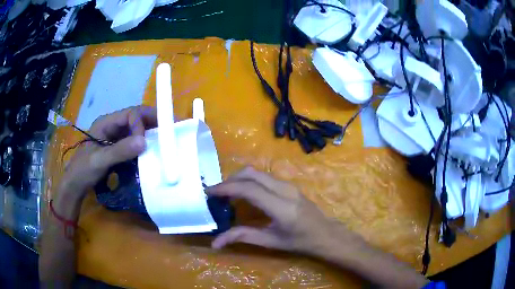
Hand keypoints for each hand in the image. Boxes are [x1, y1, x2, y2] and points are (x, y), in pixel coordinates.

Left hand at [60, 106, 156, 199]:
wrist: (75, 185)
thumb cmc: (83, 170)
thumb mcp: (99, 161)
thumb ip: (119, 151)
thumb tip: (144, 141)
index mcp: (106, 123)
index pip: (130, 114)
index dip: (141, 123)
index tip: (146, 141)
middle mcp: (112, 126)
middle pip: (136, 118)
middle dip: (152, 122)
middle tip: (169, 130)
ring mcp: (115, 138)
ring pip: (136, 130)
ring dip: (149, 133)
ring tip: (164, 140)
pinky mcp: (117, 149)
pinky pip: (134, 142)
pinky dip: (144, 145)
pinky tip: (151, 152)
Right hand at [207, 167, 360, 254]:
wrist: (326, 234)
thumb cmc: (300, 242)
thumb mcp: (271, 242)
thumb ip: (243, 237)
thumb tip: (216, 242)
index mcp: (281, 207)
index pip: (249, 189)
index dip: (226, 188)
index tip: (209, 192)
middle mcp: (285, 190)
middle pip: (252, 173)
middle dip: (230, 180)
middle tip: (217, 193)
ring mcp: (289, 185)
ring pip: (258, 173)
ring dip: (239, 179)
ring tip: (227, 194)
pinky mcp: (289, 185)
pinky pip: (264, 177)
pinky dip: (249, 181)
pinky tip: (244, 194)